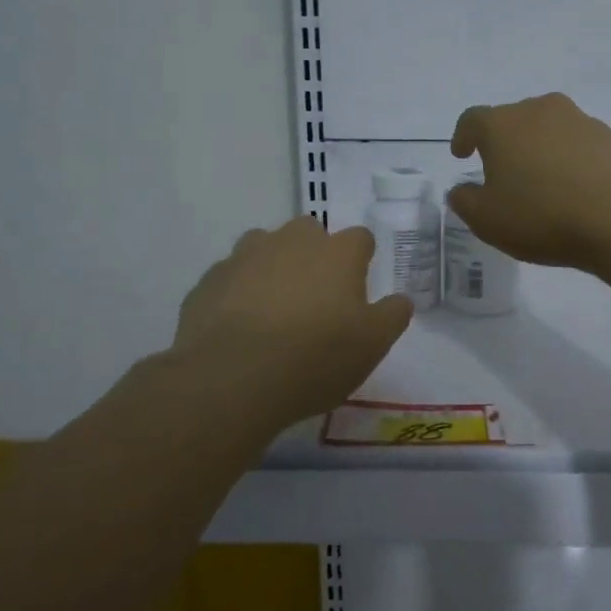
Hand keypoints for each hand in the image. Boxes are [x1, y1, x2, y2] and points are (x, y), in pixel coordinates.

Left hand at [174, 216, 412, 427]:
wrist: (231, 377)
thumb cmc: (315, 357)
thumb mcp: (372, 345)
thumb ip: (392, 316)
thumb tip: (401, 299)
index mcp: (337, 253)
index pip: (360, 238)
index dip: (361, 259)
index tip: (358, 287)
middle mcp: (291, 242)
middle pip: (309, 232)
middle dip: (314, 255)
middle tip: (316, 298)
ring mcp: (244, 256)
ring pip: (264, 248)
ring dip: (272, 267)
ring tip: (273, 310)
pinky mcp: (208, 281)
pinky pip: (230, 278)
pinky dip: (238, 293)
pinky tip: (238, 328)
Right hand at [447, 93, 610, 268]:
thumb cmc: (542, 216)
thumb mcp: (488, 220)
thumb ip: (465, 202)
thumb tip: (462, 190)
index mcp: (503, 125)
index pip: (472, 120)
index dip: (463, 137)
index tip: (462, 154)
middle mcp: (541, 111)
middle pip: (514, 120)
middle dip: (505, 143)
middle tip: (503, 174)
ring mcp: (581, 121)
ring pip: (550, 130)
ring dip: (541, 150)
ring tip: (543, 184)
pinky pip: (580, 145)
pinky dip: (571, 161)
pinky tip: (576, 190)